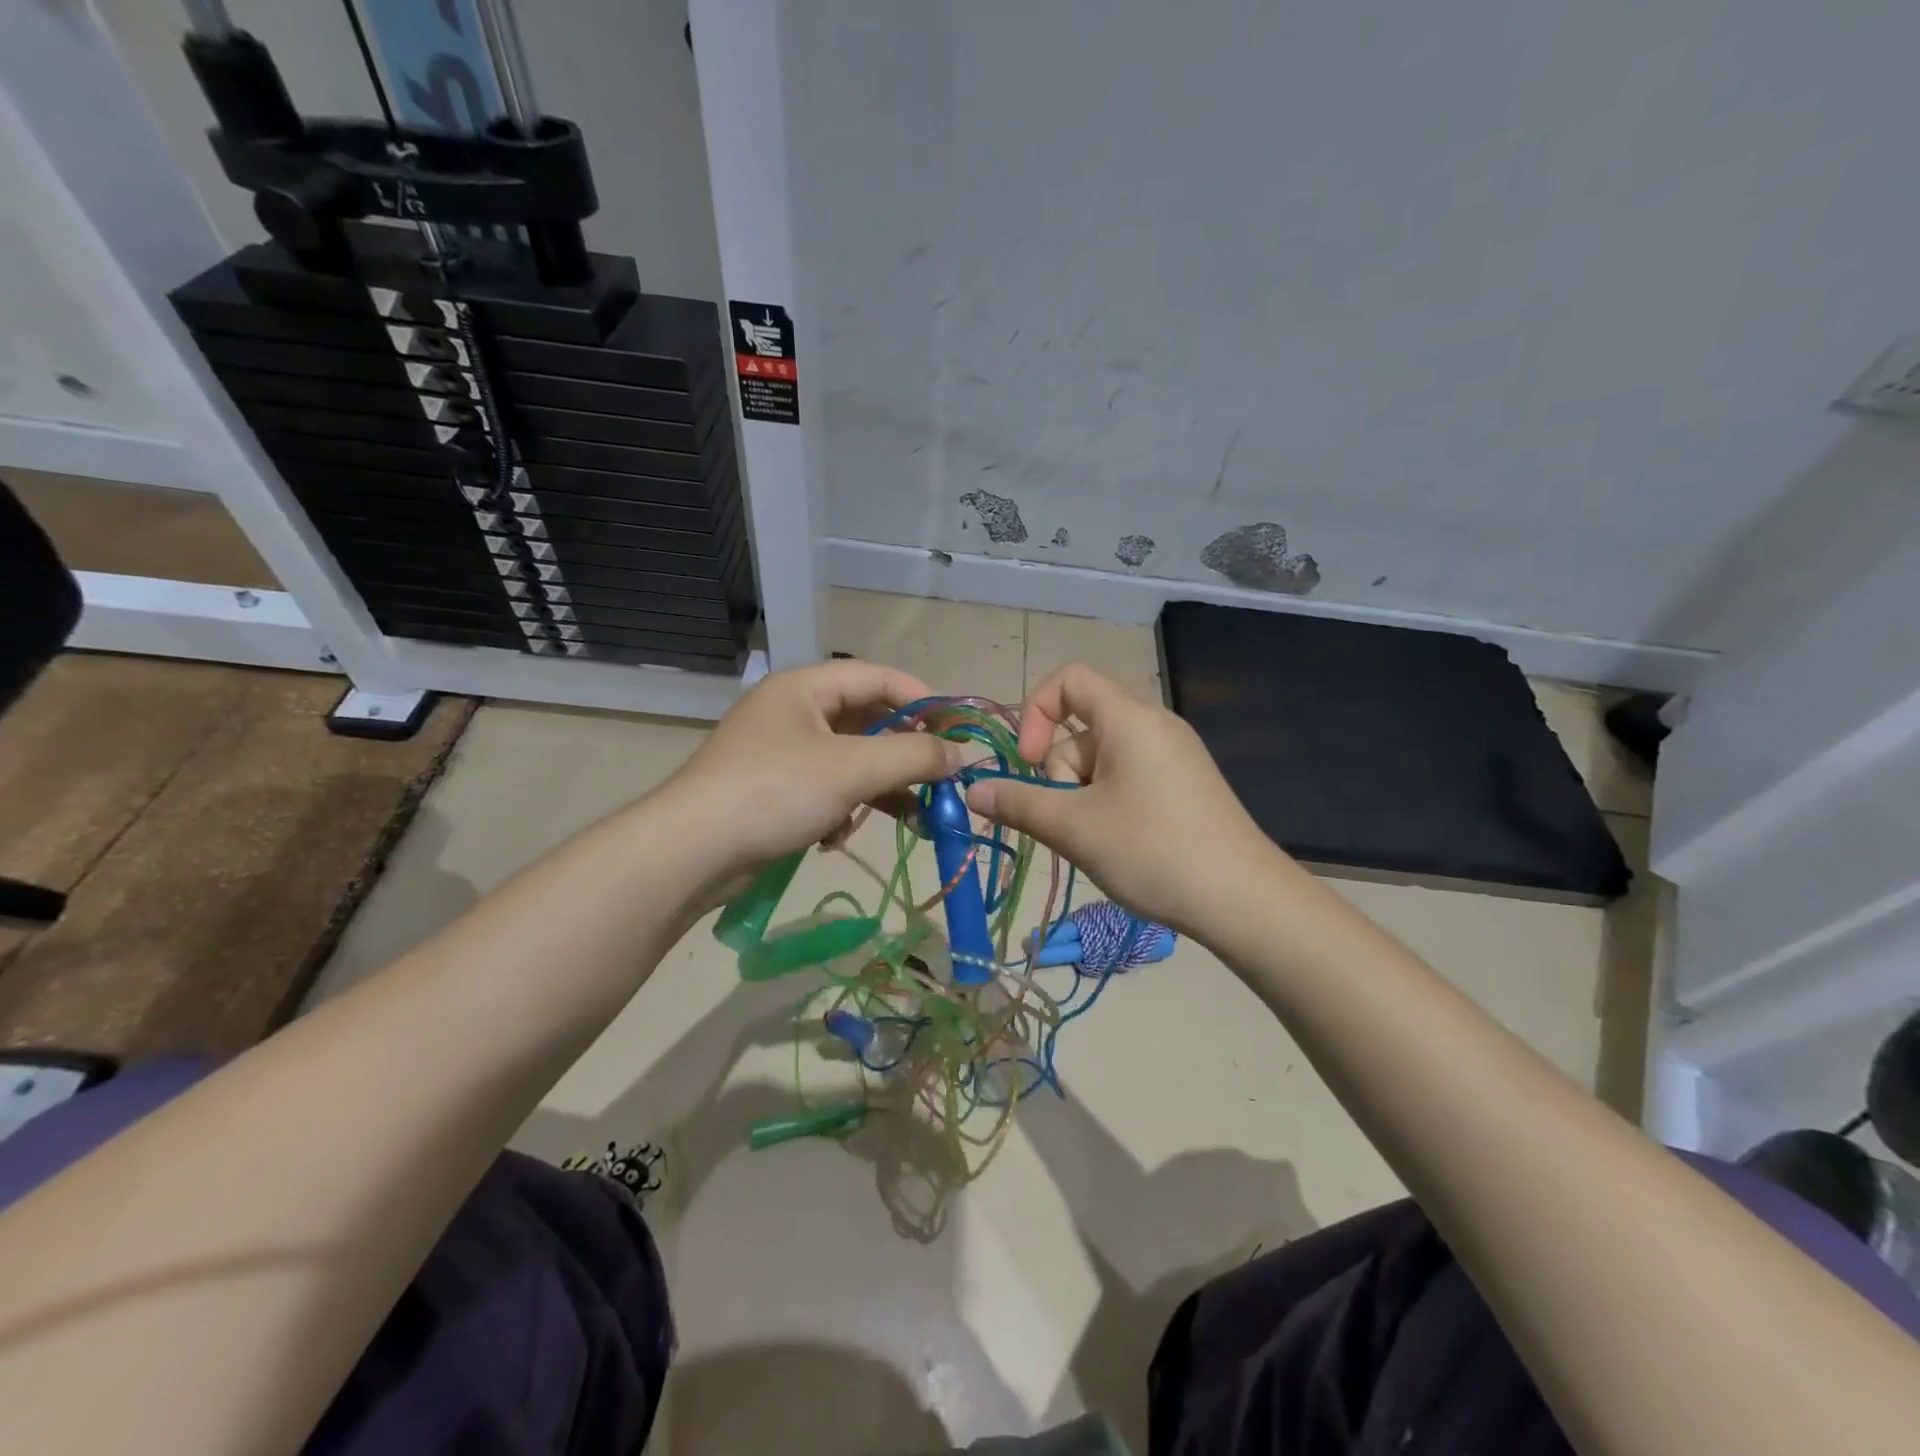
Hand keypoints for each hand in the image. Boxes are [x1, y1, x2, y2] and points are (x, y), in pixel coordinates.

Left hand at [664, 658, 960, 880]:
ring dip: (882, 789)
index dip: (923, 699)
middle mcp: (794, 712)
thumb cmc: (774, 792)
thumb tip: (960, 755)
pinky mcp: (775, 791)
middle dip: (905, 753)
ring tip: (916, 819)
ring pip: (851, 761)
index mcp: (806, 688)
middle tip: (941, 778)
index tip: (958, 730)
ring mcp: (782, 753)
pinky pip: (828, 789)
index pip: (878, 677)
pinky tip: (838, 836)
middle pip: (868, 721)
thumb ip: (913, 756)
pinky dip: (844, 809)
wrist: (691, 853)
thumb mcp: (852, 769)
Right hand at [964, 663, 1280, 936]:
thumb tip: (972, 790)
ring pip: (1101, 762)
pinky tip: (1119, 847)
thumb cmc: (1153, 851)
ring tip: (1097, 844)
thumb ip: (1018, 803)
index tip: (1029, 764)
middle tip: (1069, 824)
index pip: (1068, 680)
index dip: (1035, 713)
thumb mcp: (1074, 827)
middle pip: (1080, 730)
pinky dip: (1108, 806)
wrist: (1245, 902)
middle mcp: (1153, 726)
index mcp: (1128, 718)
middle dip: (1060, 775)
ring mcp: (1173, 758)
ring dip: (1082, 799)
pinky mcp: (1184, 787)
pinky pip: (1128, 780)